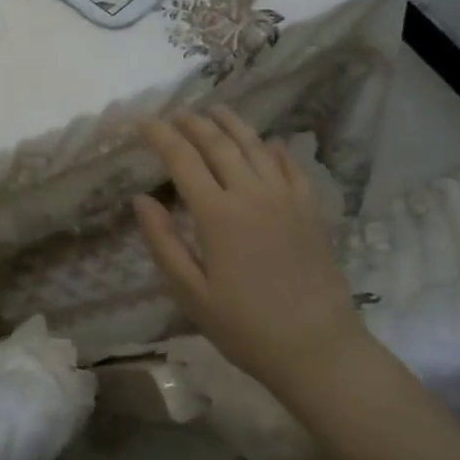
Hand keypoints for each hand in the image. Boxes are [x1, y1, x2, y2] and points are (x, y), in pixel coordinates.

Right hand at [133, 106, 363, 390]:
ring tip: (215, 111)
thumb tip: (141, 199)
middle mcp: (252, 194)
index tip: (142, 122)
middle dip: (193, 123)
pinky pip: (290, 167)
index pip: (182, 159)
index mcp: (217, 214)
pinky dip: (274, 149)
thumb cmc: (245, 326)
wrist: (318, 348)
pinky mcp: (310, 210)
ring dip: (232, 125)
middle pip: (219, 144)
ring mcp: (286, 199)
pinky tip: (267, 143)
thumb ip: (163, 242)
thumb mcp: (191, 293)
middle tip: (175, 114)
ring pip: (256, 146)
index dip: (160, 136)